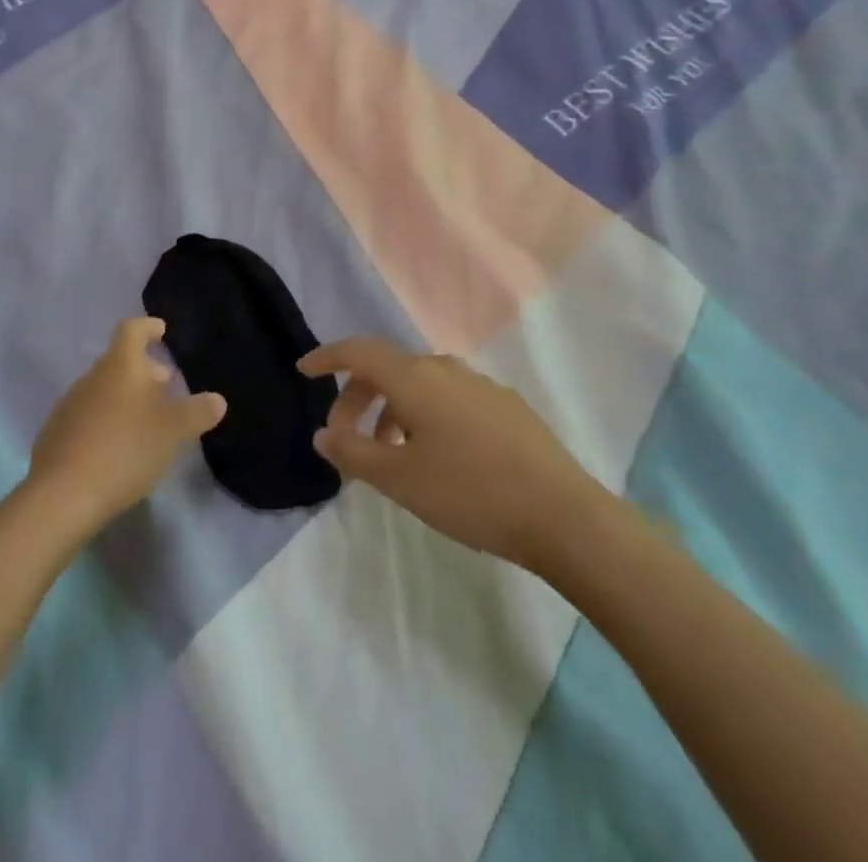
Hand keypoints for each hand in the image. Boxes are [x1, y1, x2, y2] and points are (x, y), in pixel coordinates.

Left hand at [26, 317, 226, 541]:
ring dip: (125, 397)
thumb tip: (217, 399)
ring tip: (146, 420)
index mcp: (120, 366)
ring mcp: (69, 405)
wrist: (62, 495)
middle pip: (119, 362)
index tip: (161, 330)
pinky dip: (107, 420)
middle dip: (144, 370)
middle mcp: (91, 377)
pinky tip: (118, 446)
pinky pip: (88, 416)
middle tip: (166, 385)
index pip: (132, 330)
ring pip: (103, 389)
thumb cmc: (125, 449)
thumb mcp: (173, 432)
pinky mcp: (56, 434)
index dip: (148, 327)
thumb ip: (197, 412)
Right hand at [299, 337, 611, 575]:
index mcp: (415, 378)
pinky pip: (448, 398)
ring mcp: (478, 384)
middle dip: (357, 398)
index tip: (304, 371)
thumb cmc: (470, 493)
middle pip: (387, 369)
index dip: (327, 357)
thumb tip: (323, 434)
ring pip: (419, 385)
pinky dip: (424, 416)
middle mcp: (444, 369)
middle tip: (345, 439)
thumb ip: (353, 454)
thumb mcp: (400, 480)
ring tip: (388, 455)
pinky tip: (435, 456)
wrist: (563, 515)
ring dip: (392, 411)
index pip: (358, 351)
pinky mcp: (504, 405)